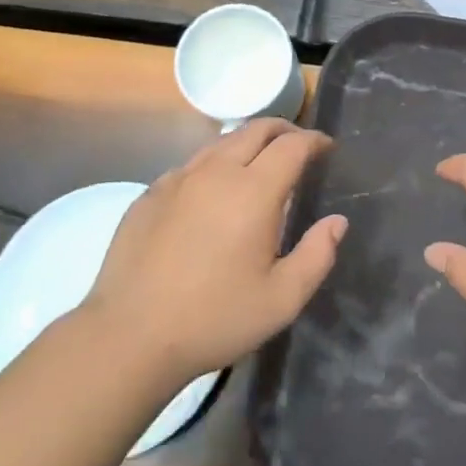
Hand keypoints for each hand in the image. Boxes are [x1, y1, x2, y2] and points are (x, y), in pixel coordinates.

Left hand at [82, 121, 345, 384]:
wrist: (130, 336)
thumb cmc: (215, 319)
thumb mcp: (282, 299)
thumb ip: (317, 255)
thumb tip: (336, 222)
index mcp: (253, 191)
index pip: (292, 146)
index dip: (314, 141)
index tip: (326, 148)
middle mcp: (215, 172)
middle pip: (255, 130)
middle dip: (283, 130)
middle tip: (298, 146)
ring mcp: (177, 179)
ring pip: (220, 142)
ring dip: (247, 143)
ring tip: (259, 164)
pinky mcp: (149, 194)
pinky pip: (190, 165)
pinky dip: (214, 166)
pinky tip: (212, 193)